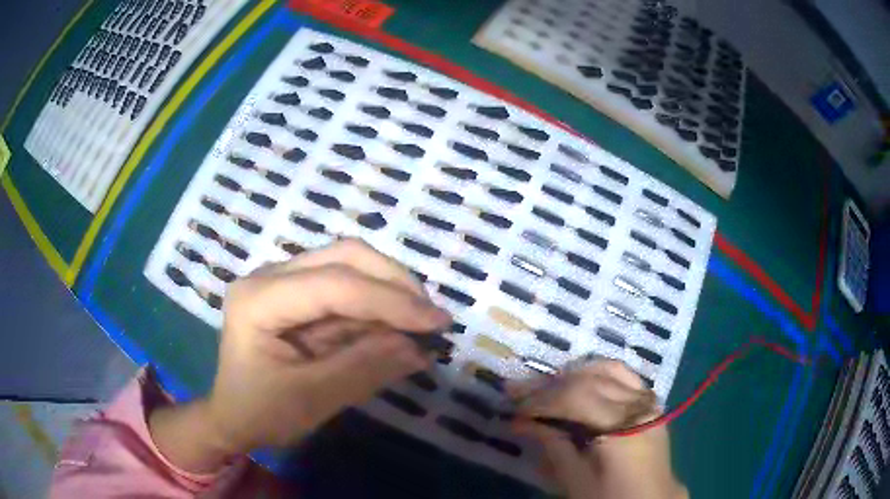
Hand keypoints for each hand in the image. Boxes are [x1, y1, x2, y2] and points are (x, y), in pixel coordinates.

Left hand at [149, 239, 451, 471]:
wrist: (232, 416)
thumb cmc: (259, 413)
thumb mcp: (310, 401)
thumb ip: (363, 370)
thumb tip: (419, 349)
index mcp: (257, 300)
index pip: (334, 286)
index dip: (390, 301)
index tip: (437, 322)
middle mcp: (268, 276)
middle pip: (344, 257)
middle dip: (395, 284)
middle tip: (432, 317)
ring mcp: (283, 280)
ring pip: (349, 264)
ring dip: (390, 291)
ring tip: (422, 323)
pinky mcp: (298, 293)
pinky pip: (346, 288)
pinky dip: (377, 306)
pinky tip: (399, 327)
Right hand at [510, 360, 687, 498]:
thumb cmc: (611, 496)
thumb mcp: (577, 480)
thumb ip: (554, 446)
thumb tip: (523, 423)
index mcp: (622, 427)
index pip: (576, 398)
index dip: (541, 400)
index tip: (514, 407)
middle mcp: (637, 405)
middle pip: (589, 381)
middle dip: (550, 384)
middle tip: (517, 388)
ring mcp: (647, 400)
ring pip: (608, 370)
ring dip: (573, 373)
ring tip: (547, 383)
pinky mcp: (650, 402)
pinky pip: (624, 375)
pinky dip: (598, 373)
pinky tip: (581, 381)